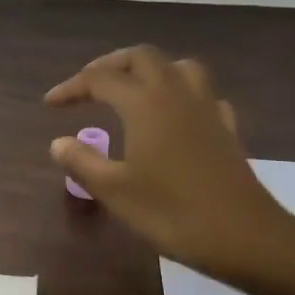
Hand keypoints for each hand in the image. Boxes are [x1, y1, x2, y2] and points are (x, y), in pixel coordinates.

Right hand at [45, 46, 294, 287]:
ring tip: (130, 90)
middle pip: (141, 58)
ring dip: (148, 70)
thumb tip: (59, 143)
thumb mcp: (115, 191)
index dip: (71, 87)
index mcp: (144, 104)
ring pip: (177, 67)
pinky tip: (173, 115)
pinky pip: (202, 94)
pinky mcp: (225, 127)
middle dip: (109, 65)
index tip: (50, 104)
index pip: (100, 79)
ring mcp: (206, 108)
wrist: (244, 236)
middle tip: (87, 87)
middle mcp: (175, 94)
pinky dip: (180, 93)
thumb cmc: (171, 212)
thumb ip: (82, 162)